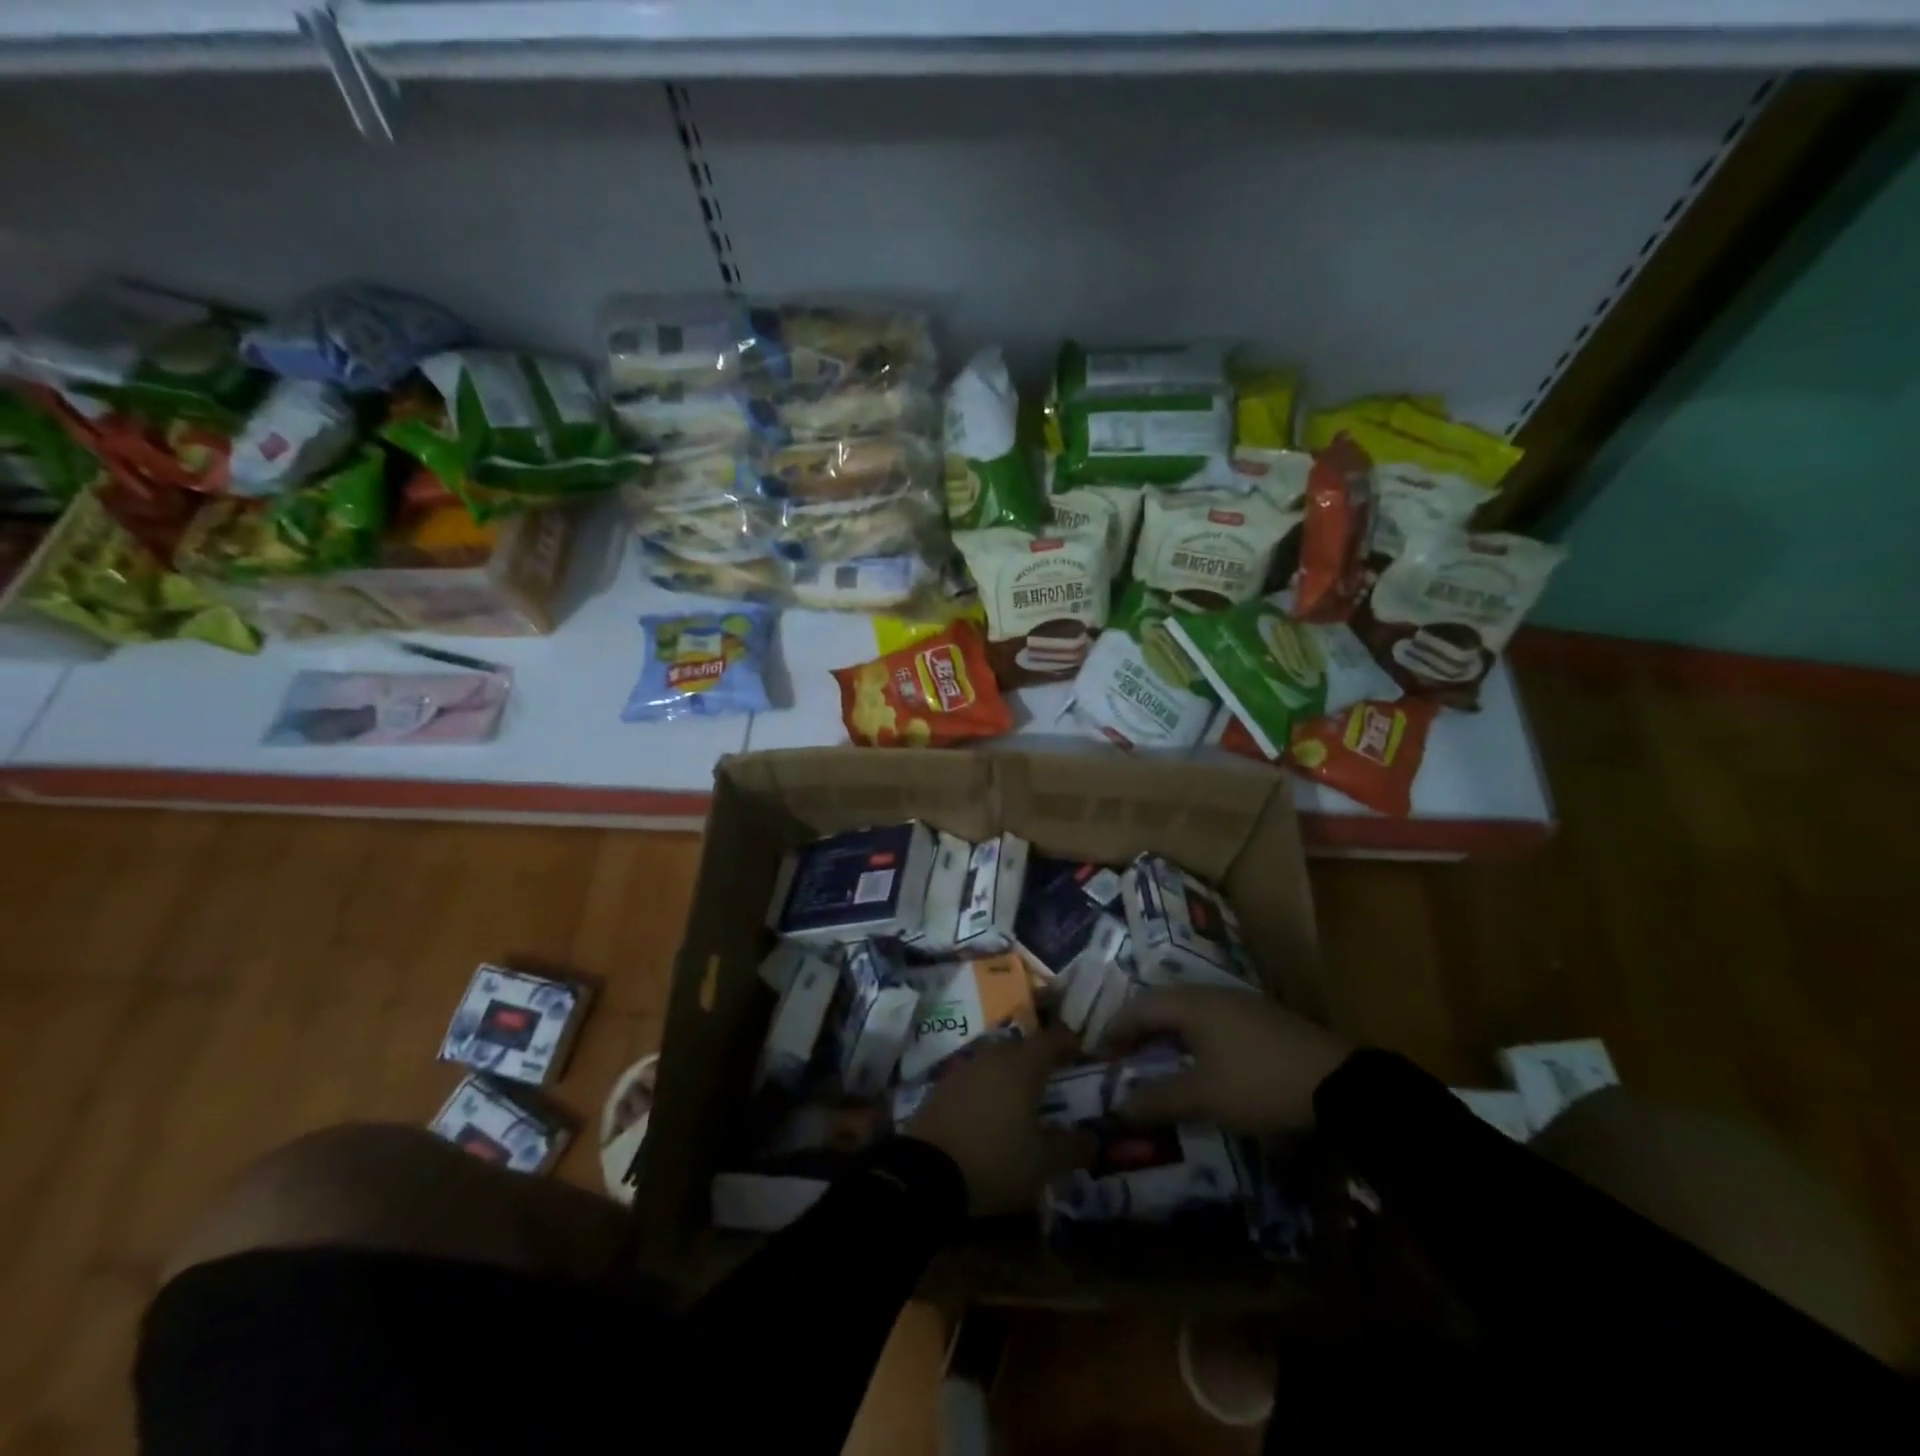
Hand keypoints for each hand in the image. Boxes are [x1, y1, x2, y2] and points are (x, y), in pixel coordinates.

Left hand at [905, 1030, 1095, 1215]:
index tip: (1082, 1051)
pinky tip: (991, 1109)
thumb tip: (1095, 1138)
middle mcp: (994, 1056)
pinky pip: (976, 1077)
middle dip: (1039, 1057)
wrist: (925, 1172)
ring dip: (1012, 1071)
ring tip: (1023, 1095)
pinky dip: (989, 1086)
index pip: (1052, 1040)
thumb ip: (1074, 1147)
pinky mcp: (943, 1086)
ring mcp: (965, 1068)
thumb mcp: (1044, 1163)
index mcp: (1023, 1065)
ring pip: (996, 1060)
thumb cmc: (996, 1160)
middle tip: (1054, 1075)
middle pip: (1022, 1046)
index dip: (1069, 1042)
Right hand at [1106, 988, 1353, 1132]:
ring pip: (1186, 1010)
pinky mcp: (1258, 1016)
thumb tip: (1119, 1106)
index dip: (1114, 1030)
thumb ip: (1159, 1099)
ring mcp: (1237, 1001)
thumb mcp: (1205, 1097)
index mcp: (1190, 1004)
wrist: (1338, 1082)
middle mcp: (1209, 993)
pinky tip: (1197, 1059)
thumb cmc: (1260, 1083)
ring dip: (1164, 1032)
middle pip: (1160, 1003)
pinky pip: (1208, 1018)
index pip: (1138, 1007)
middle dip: (1137, 1029)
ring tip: (1154, 1059)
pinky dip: (1189, 1035)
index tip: (1099, 1054)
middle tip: (1122, 1057)